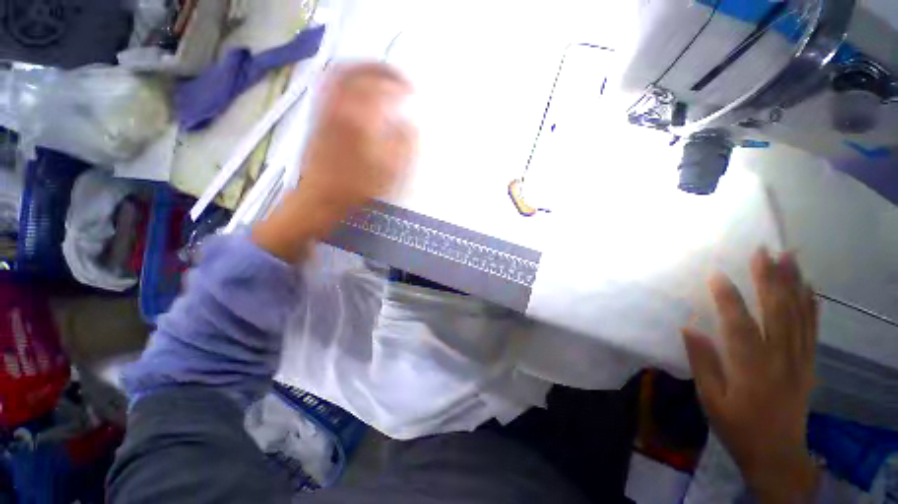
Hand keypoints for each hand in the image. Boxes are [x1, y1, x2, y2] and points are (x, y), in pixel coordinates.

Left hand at [300, 63, 416, 210]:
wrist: (321, 197)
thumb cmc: (357, 187)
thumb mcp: (389, 171)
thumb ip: (404, 144)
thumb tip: (411, 123)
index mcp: (358, 117)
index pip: (380, 86)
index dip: (399, 84)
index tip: (412, 92)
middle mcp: (337, 105)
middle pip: (355, 69)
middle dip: (379, 68)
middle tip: (396, 78)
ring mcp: (324, 109)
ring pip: (339, 74)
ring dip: (362, 71)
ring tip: (379, 81)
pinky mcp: (317, 117)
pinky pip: (330, 87)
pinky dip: (347, 82)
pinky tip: (358, 96)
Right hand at [683, 249, 819, 503]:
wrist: (777, 454)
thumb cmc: (737, 427)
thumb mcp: (711, 400)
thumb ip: (702, 362)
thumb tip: (689, 326)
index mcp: (751, 369)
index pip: (740, 325)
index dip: (728, 298)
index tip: (717, 273)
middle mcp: (780, 359)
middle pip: (777, 312)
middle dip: (770, 278)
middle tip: (764, 250)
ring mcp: (799, 360)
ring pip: (799, 316)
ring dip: (793, 284)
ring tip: (790, 257)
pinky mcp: (809, 364)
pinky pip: (812, 330)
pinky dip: (812, 306)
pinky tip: (810, 288)